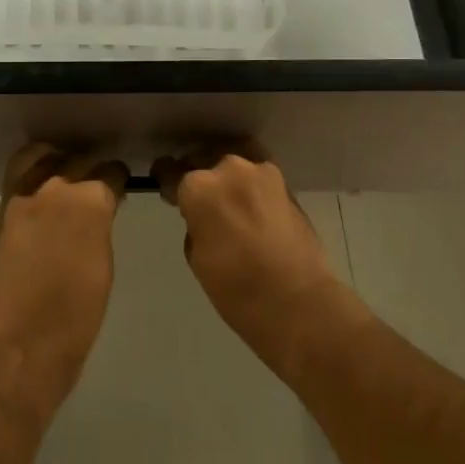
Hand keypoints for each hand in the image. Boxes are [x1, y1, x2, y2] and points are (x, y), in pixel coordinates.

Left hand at [0, 143, 126, 412]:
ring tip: (64, 174)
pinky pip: (19, 175)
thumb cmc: (79, 312)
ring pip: (42, 156)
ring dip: (57, 161)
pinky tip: (42, 187)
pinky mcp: (3, 210)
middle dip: (90, 169)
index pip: (111, 172)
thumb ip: (101, 225)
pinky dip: (32, 173)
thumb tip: (100, 210)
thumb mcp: (104, 262)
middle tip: (95, 184)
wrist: (26, 340)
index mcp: (91, 200)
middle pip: (78, 160)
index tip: (120, 188)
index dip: (118, 180)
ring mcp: (25, 196)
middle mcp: (57, 187)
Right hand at [153, 145, 343, 373]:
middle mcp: (229, 169)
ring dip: (226, 175)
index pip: (171, 171)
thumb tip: (203, 216)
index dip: (165, 181)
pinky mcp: (286, 185)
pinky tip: (248, 203)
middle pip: (203, 161)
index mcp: (200, 188)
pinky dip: (250, 184)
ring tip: (225, 195)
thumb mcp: (197, 257)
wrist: (299, 303)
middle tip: (199, 199)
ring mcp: (262, 173)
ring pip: (234, 160)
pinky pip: (258, 174)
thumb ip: (195, 224)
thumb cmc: (236, 289)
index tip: (167, 190)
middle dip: (198, 176)